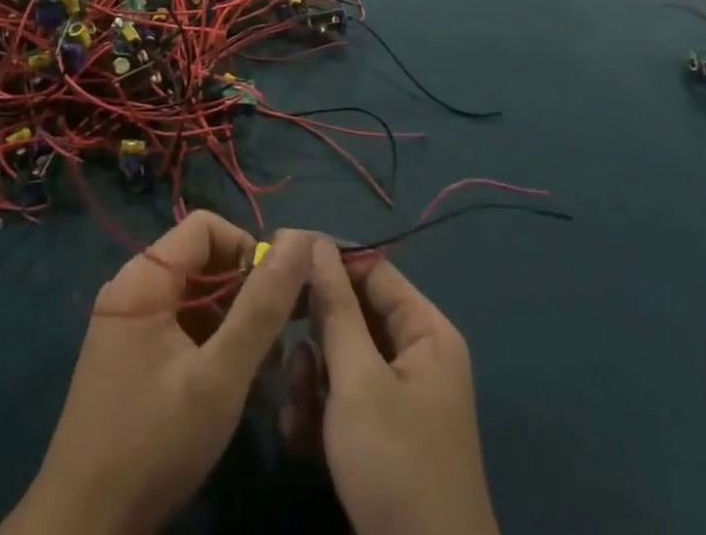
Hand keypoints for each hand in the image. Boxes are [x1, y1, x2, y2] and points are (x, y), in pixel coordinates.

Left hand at [1, 214, 313, 534]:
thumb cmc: (153, 444)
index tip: (274, 297)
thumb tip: (300, 240)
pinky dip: (205, 343)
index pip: (206, 226)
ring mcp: (123, 324)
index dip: (246, 249)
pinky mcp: (124, 357)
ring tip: (255, 371)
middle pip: (199, 260)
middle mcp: (129, 288)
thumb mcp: (220, 377)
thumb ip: (262, 307)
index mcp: (144, 278)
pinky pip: (175, 326)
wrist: (82, 528)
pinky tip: (224, 387)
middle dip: (242, 292)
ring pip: (190, 297)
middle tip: (272, 342)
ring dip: (228, 322)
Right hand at [305, 240, 498, 534]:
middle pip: (353, 315)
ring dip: (311, 377)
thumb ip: (335, 306)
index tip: (280, 259)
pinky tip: (299, 436)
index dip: (327, 260)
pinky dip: (319, 411)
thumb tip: (315, 241)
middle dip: (314, 333)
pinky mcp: (381, 435)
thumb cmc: (395, 464)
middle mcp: (416, 355)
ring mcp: (399, 398)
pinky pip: (344, 398)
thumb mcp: (358, 379)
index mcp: (425, 331)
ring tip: (296, 405)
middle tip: (279, 339)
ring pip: (341, 358)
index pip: (372, 269)